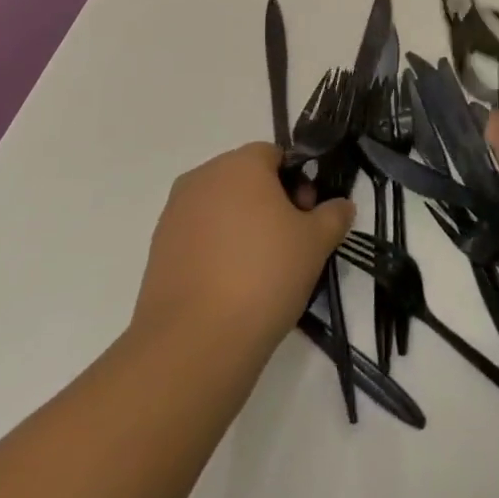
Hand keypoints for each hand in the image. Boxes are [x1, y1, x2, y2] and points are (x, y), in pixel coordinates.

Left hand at [131, 143, 353, 359]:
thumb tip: (341, 206)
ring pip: (220, 209)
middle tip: (290, 243)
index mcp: (240, 164)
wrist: (194, 342)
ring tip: (261, 270)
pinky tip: (231, 287)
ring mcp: (174, 215)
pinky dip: (216, 252)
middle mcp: (202, 178)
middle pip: (245, 179)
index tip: (307, 217)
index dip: (298, 181)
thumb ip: (333, 215)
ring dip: (242, 227)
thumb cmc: (264, 275)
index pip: (276, 155)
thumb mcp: (316, 243)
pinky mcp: (157, 251)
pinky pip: (198, 238)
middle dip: (270, 203)